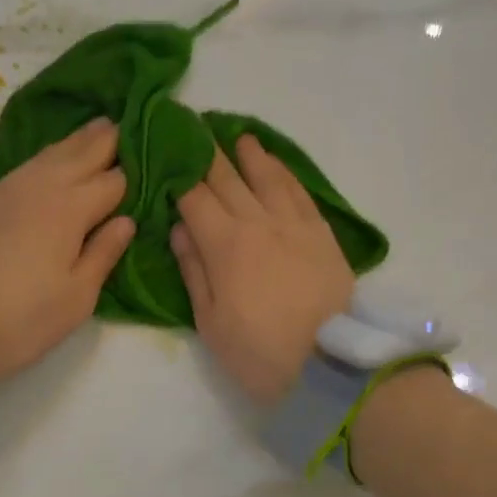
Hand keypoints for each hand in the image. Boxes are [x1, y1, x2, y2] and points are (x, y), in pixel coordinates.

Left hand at [0, 118, 135, 381]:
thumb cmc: (20, 319)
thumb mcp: (75, 298)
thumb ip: (103, 254)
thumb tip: (125, 220)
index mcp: (70, 209)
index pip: (114, 181)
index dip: (135, 172)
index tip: (154, 162)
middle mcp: (41, 187)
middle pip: (82, 152)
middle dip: (108, 138)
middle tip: (129, 122)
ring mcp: (8, 189)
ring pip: (51, 153)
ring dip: (78, 140)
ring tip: (98, 128)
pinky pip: (27, 166)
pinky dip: (48, 156)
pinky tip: (54, 159)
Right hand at [172, 135, 354, 403]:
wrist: (330, 366)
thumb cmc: (259, 352)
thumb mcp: (211, 321)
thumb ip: (193, 270)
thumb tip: (179, 227)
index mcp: (224, 244)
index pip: (194, 197)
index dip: (178, 173)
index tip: (166, 152)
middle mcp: (258, 222)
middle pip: (228, 178)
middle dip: (207, 153)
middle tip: (195, 130)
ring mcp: (294, 224)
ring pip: (267, 177)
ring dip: (249, 154)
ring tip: (237, 137)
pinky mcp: (322, 233)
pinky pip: (299, 192)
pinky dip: (284, 172)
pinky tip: (275, 163)